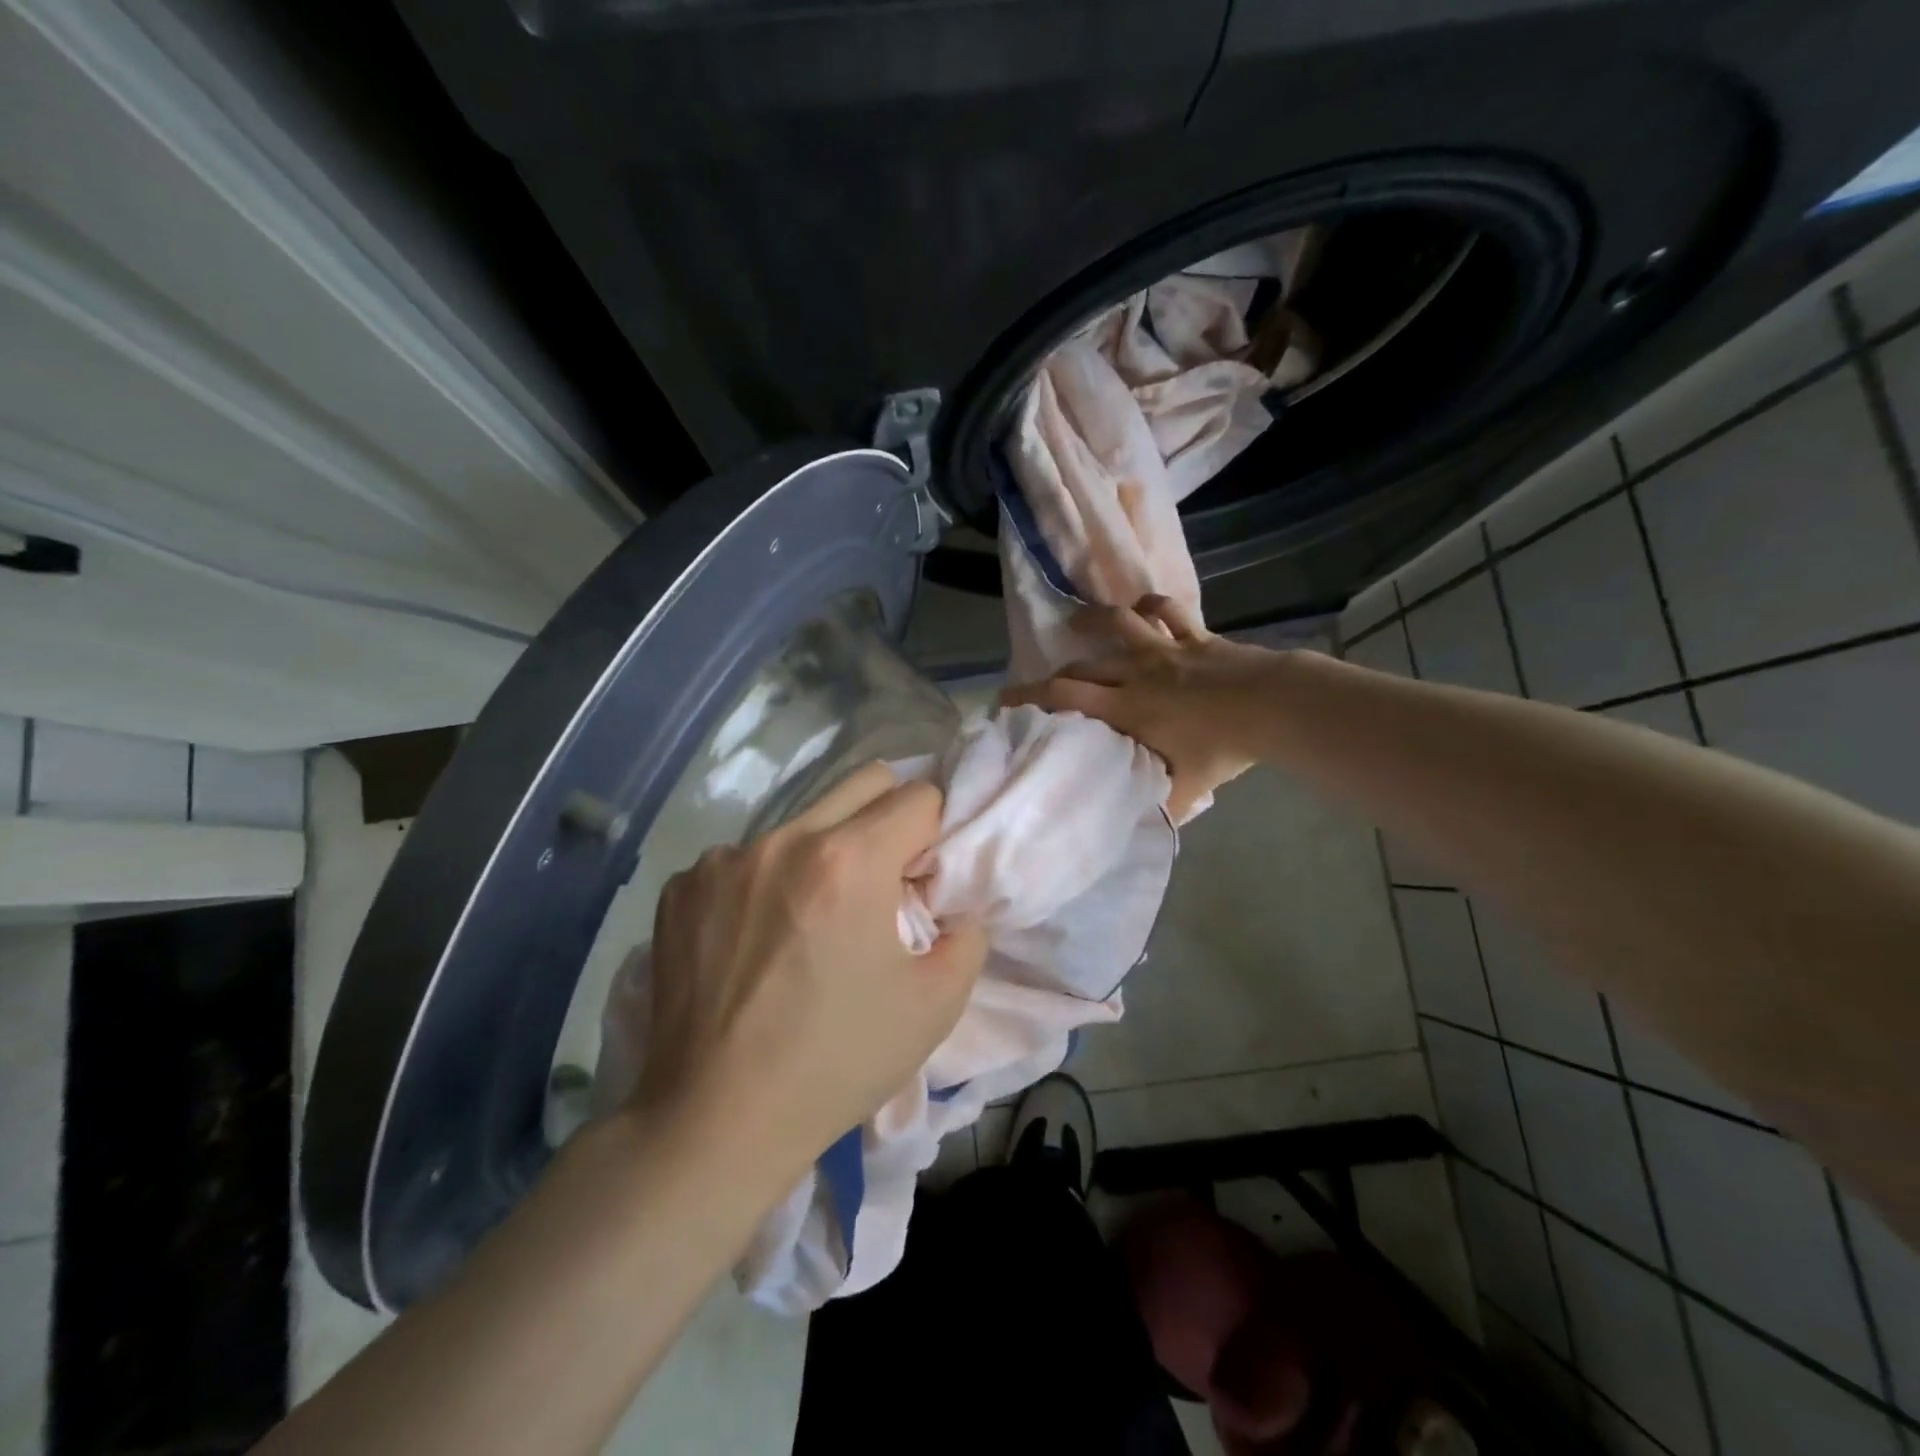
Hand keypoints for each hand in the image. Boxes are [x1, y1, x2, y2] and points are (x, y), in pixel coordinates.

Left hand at [635, 763, 986, 1166]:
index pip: (918, 796)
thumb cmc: (837, 1061)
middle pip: (863, 783)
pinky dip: (764, 881)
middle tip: (882, 878)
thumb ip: (967, 934)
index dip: (934, 833)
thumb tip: (951, 903)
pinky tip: (754, 939)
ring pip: (802, 821)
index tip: (922, 877)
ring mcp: (724, 860)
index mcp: (850, 861)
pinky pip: (744, 857)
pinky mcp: (683, 886)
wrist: (717, 1120)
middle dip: (889, 816)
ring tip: (810, 917)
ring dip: (822, 851)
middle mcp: (785, 840)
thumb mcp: (936, 1005)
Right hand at [1001, 595, 1280, 820]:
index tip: (1004, 700)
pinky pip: (1169, 611)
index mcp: (1126, 709)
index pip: (1065, 699)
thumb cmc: (1222, 748)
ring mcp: (1165, 650)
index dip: (1030, 697)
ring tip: (1077, 622)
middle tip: (1038, 682)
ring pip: (1118, 623)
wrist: (1271, 707)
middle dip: (1052, 673)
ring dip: (1094, 620)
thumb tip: (1138, 829)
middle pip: (1082, 666)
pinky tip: (1142, 608)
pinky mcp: (1194, 637)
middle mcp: (1136, 674)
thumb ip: (1158, 806)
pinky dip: (1153, 606)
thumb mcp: (1186, 788)